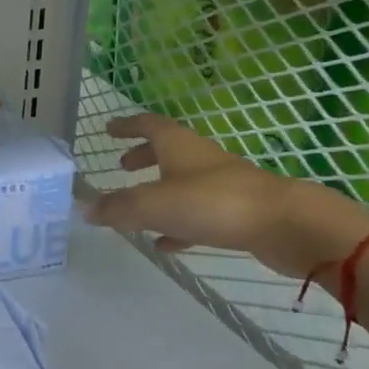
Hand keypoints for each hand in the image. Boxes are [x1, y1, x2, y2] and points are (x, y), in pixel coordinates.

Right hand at [85, 114, 368, 279]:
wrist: (284, 224)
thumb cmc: (214, 203)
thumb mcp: (156, 205)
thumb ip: (118, 208)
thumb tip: (84, 208)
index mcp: (178, 145)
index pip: (147, 125)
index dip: (126, 126)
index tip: (108, 129)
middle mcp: (198, 159)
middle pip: (166, 151)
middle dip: (142, 157)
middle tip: (121, 167)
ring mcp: (220, 185)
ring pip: (181, 183)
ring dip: (158, 191)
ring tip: (136, 210)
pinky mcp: (234, 213)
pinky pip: (197, 215)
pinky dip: (177, 224)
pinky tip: (165, 243)